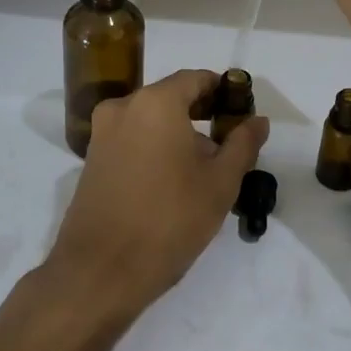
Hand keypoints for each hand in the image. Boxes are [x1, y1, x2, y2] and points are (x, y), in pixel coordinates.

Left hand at [45, 69, 268, 322]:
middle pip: (171, 98)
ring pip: (150, 121)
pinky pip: (132, 140)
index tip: (242, 112)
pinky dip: (155, 148)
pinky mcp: (92, 160)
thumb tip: (258, 120)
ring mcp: (102, 134)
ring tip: (205, 170)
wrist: (100, 271)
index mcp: (156, 103)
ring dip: (178, 135)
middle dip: (202, 115)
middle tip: (230, 143)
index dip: (223, 91)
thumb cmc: (169, 220)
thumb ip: (242, 144)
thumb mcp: (220, 183)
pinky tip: (173, 182)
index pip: (195, 79)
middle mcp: (123, 107)